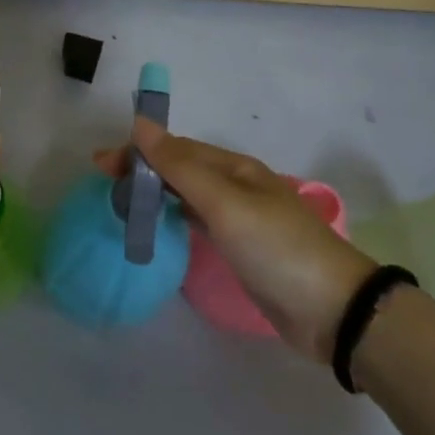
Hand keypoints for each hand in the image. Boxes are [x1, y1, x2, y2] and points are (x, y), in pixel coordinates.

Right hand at [96, 119, 374, 362]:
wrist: (332, 310)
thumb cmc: (276, 248)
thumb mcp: (225, 203)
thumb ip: (181, 166)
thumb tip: (141, 123)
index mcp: (235, 168)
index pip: (177, 148)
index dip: (138, 151)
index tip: (101, 165)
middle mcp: (237, 186)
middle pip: (181, 168)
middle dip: (143, 169)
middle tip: (104, 183)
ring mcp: (240, 218)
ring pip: (188, 193)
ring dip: (155, 190)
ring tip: (123, 200)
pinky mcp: (241, 248)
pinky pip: (197, 220)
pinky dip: (173, 215)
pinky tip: (160, 223)